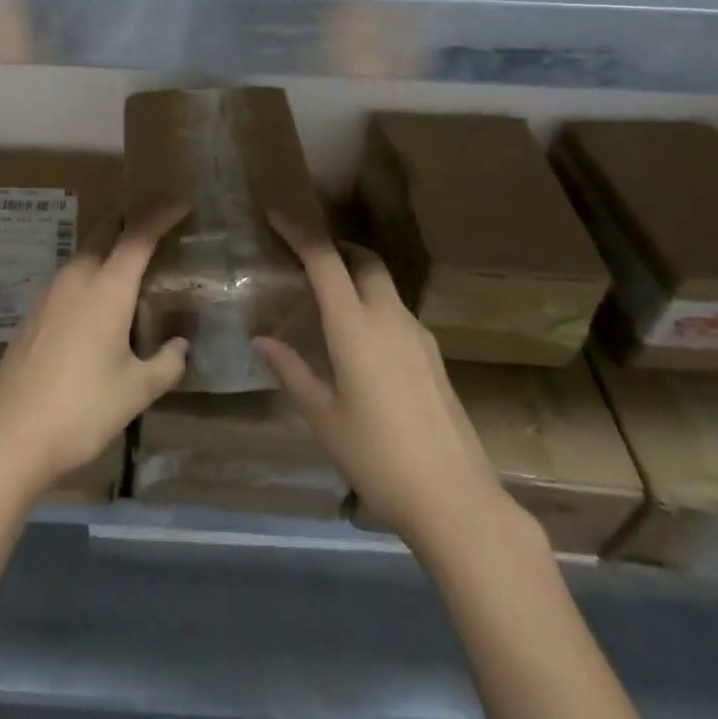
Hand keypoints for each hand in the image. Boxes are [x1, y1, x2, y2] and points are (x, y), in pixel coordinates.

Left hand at [0, 206, 189, 501]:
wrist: (10, 435)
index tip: (182, 204)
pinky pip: (69, 278)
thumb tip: (181, 346)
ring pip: (84, 253)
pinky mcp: (34, 313)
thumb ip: (166, 363)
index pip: (138, 235)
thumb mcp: (136, 391)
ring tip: (132, 268)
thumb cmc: (82, 409)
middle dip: (131, 222)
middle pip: (105, 231)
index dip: (161, 214)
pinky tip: (98, 305)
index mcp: (106, 288)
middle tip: (158, 229)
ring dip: (109, 249)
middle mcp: (76, 279)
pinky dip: (90, 275)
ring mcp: (49, 294)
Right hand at [254, 219, 519, 558]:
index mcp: (355, 327)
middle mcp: (389, 319)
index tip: (276, 217)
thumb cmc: (377, 458)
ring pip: (384, 284)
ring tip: (328, 295)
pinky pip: (397, 312)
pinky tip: (361, 338)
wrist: (456, 501)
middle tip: (305, 253)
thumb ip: (291, 371)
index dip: (299, 232)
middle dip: (334, 246)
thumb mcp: (323, 417)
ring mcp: (418, 337)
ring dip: (356, 274)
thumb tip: (261, 340)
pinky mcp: (433, 357)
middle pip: (364, 260)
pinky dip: (373, 303)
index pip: (325, 260)